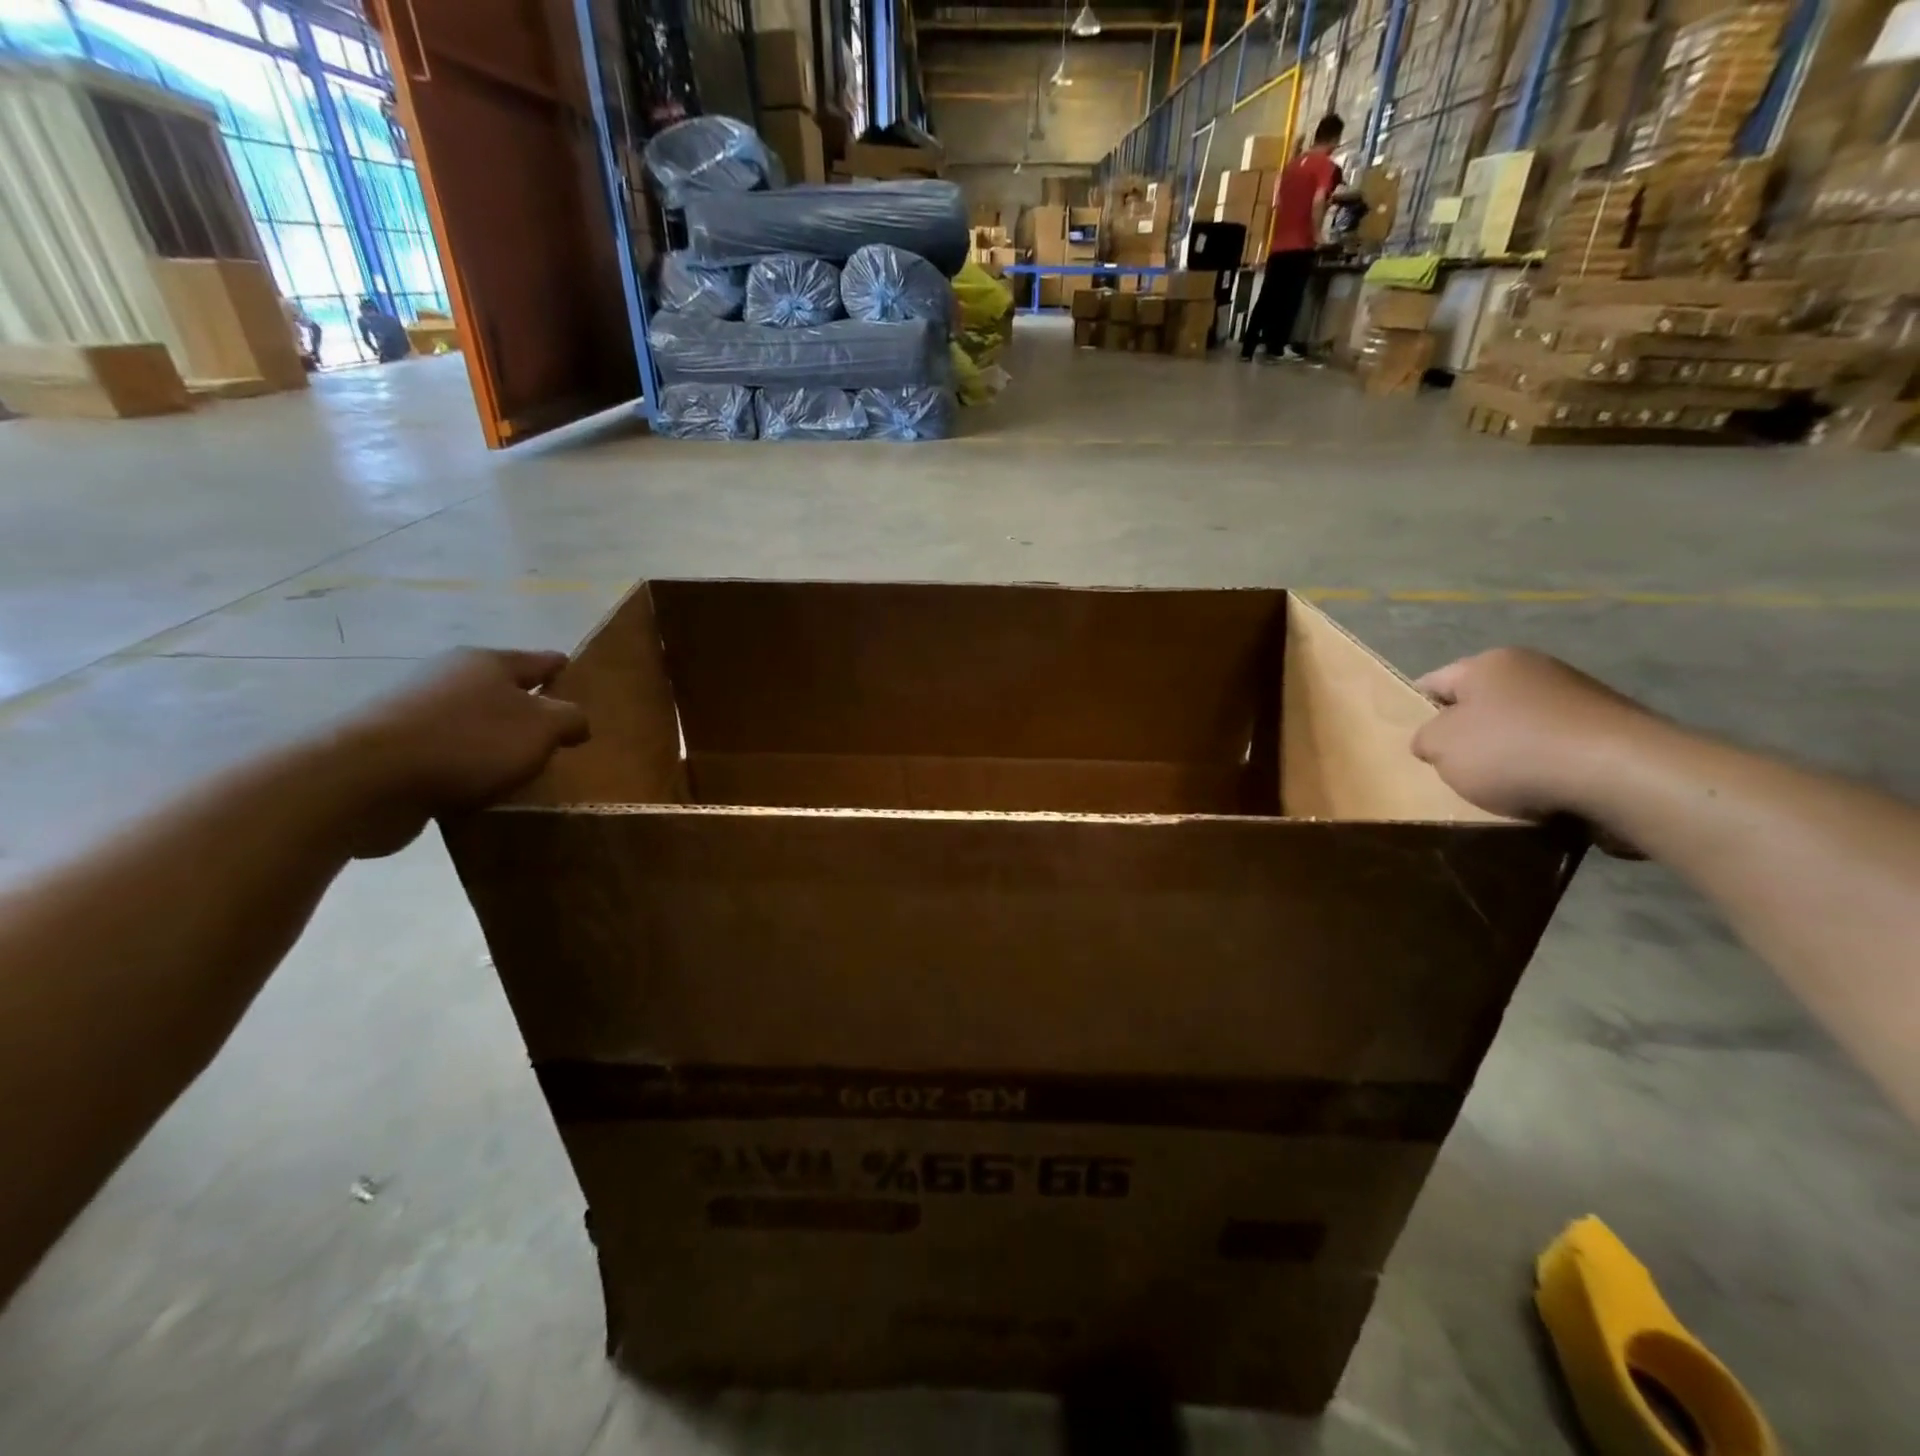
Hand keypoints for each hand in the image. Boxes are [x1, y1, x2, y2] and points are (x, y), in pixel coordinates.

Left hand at [337, 648, 588, 856]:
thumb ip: (571, 720)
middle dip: (527, 707)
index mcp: (489, 662)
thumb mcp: (541, 729)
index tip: (578, 678)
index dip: (562, 669)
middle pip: (502, 689)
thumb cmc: (467, 743)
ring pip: (472, 720)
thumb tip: (576, 721)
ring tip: (519, 767)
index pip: (540, 660)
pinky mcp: (392, 746)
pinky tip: (478, 787)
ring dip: (493, 739)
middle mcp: (450, 676)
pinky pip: (446, 751)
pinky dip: (464, 764)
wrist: (364, 780)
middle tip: (555, 734)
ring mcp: (415, 709)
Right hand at [1411, 648, 1658, 823]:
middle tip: (1455, 770)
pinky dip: (1548, 768)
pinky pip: (1560, 748)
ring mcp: (1580, 695)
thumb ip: (1425, 739)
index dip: (1417, 711)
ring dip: (1510, 754)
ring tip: (1503, 790)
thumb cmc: (1513, 752)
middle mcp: (1535, 668)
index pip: (1433, 682)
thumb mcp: (1440, 748)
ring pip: (1522, 727)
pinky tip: (1546, 794)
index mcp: (1489, 663)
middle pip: (1482, 704)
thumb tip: (1434, 740)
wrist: (1624, 774)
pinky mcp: (1613, 728)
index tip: (1416, 744)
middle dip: (1468, 735)